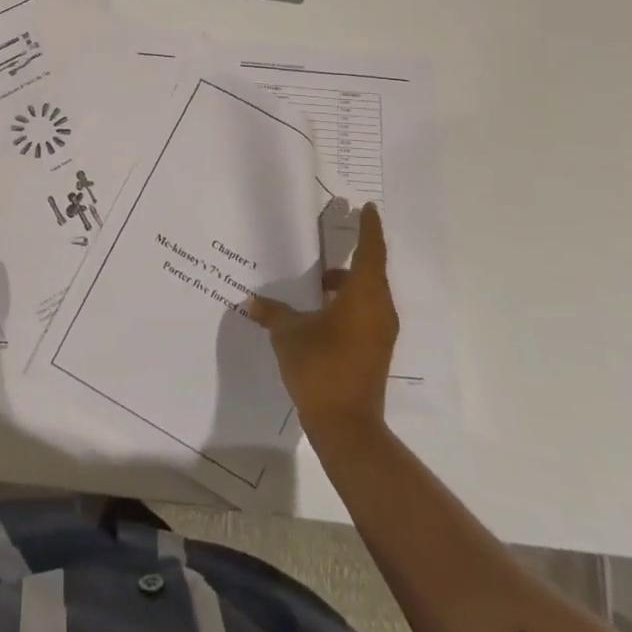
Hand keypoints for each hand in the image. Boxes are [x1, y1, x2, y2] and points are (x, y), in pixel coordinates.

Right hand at [246, 202, 397, 434]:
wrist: (346, 425)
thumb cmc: (320, 366)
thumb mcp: (288, 333)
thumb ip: (272, 311)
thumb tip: (252, 300)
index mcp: (364, 296)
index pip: (370, 251)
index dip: (369, 227)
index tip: (367, 207)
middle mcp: (379, 309)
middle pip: (370, 271)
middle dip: (353, 251)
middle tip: (334, 234)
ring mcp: (380, 331)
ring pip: (366, 293)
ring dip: (345, 282)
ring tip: (316, 279)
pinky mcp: (374, 349)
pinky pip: (363, 311)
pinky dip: (346, 302)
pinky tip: (318, 310)